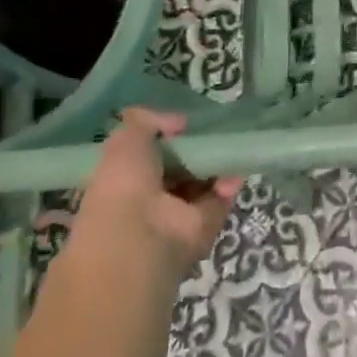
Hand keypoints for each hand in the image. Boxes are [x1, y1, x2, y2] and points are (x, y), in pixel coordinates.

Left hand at [69, 107, 241, 278]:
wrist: (141, 236)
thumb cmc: (124, 184)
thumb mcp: (125, 139)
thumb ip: (147, 120)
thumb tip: (178, 123)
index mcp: (123, 184)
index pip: (147, 159)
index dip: (164, 141)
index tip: (181, 126)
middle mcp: (149, 201)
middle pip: (178, 171)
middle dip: (194, 152)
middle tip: (208, 134)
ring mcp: (176, 217)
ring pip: (202, 184)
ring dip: (215, 165)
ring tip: (226, 146)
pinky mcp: (203, 227)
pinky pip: (220, 198)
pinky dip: (229, 182)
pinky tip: (233, 167)